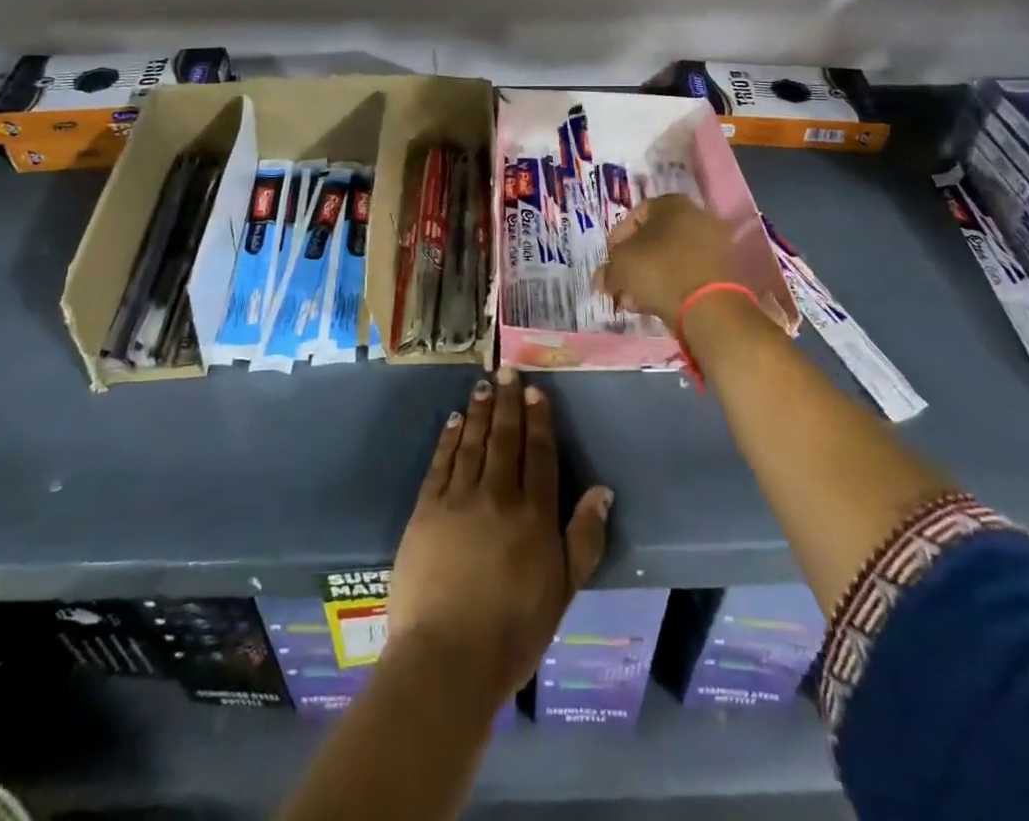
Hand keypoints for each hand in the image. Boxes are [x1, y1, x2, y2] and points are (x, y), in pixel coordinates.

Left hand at [388, 368, 614, 705]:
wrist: (448, 659)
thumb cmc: (514, 631)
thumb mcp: (563, 590)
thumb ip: (584, 538)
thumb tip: (602, 490)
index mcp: (534, 514)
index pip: (540, 454)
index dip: (539, 419)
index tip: (535, 390)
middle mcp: (498, 495)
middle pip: (506, 438)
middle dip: (508, 401)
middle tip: (507, 369)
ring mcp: (458, 499)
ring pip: (473, 442)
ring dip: (480, 411)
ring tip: (483, 385)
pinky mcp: (426, 509)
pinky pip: (440, 463)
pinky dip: (449, 438)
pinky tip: (454, 420)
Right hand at [595, 194, 740, 321]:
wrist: (709, 307)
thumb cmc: (659, 271)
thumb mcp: (620, 265)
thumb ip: (608, 269)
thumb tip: (603, 279)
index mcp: (672, 203)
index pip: (635, 216)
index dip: (616, 240)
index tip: (609, 262)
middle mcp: (697, 216)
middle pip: (653, 239)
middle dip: (632, 264)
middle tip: (619, 285)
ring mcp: (714, 244)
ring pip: (670, 259)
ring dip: (648, 278)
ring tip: (633, 301)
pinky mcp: (723, 271)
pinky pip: (687, 274)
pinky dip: (669, 286)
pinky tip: (653, 305)